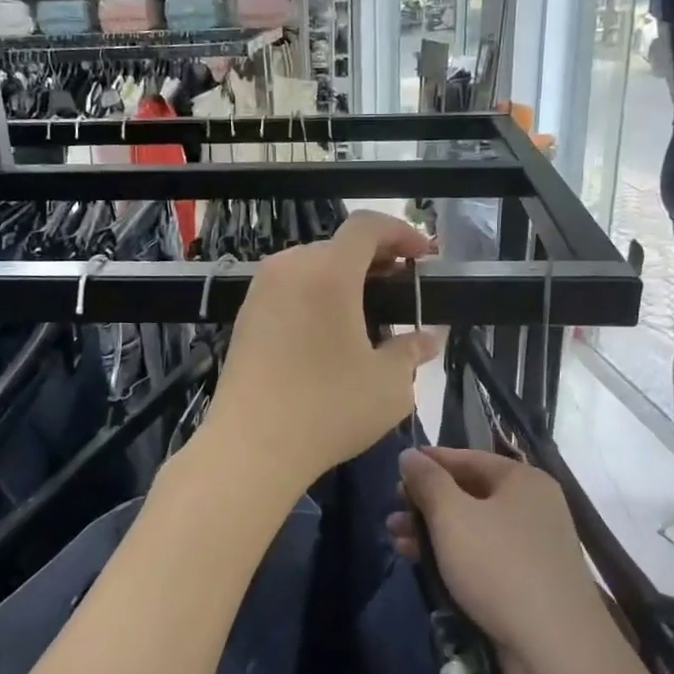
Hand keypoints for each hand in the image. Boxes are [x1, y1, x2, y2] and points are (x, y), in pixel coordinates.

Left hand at [206, 212, 441, 491]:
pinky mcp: (245, 317)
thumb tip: (428, 339)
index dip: (401, 232)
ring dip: (344, 279)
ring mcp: (260, 291)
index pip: (367, 226)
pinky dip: (316, 296)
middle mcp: (289, 269)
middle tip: (400, 289)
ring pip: (311, 267)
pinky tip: (329, 334)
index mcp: (328, 272)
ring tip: (367, 315)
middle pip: (338, 245)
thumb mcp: (388, 385)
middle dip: (375, 259)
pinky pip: (289, 289)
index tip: (423, 257)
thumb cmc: (328, 409)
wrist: (250, 447)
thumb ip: (412, 352)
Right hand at [387, 447, 607, 667]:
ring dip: (434, 531)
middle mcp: (534, 507)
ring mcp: (535, 547)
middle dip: (427, 502)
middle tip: (392, 511)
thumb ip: (427, 481)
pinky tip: (424, 565)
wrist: (556, 649)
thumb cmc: (499, 566)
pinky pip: (484, 557)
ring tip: (395, 540)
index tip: (395, 469)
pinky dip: (454, 555)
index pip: (468, 457)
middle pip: (470, 492)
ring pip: (474, 528)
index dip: (429, 462)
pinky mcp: (530, 583)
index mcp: (523, 480)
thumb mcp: (453, 516)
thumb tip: (409, 454)